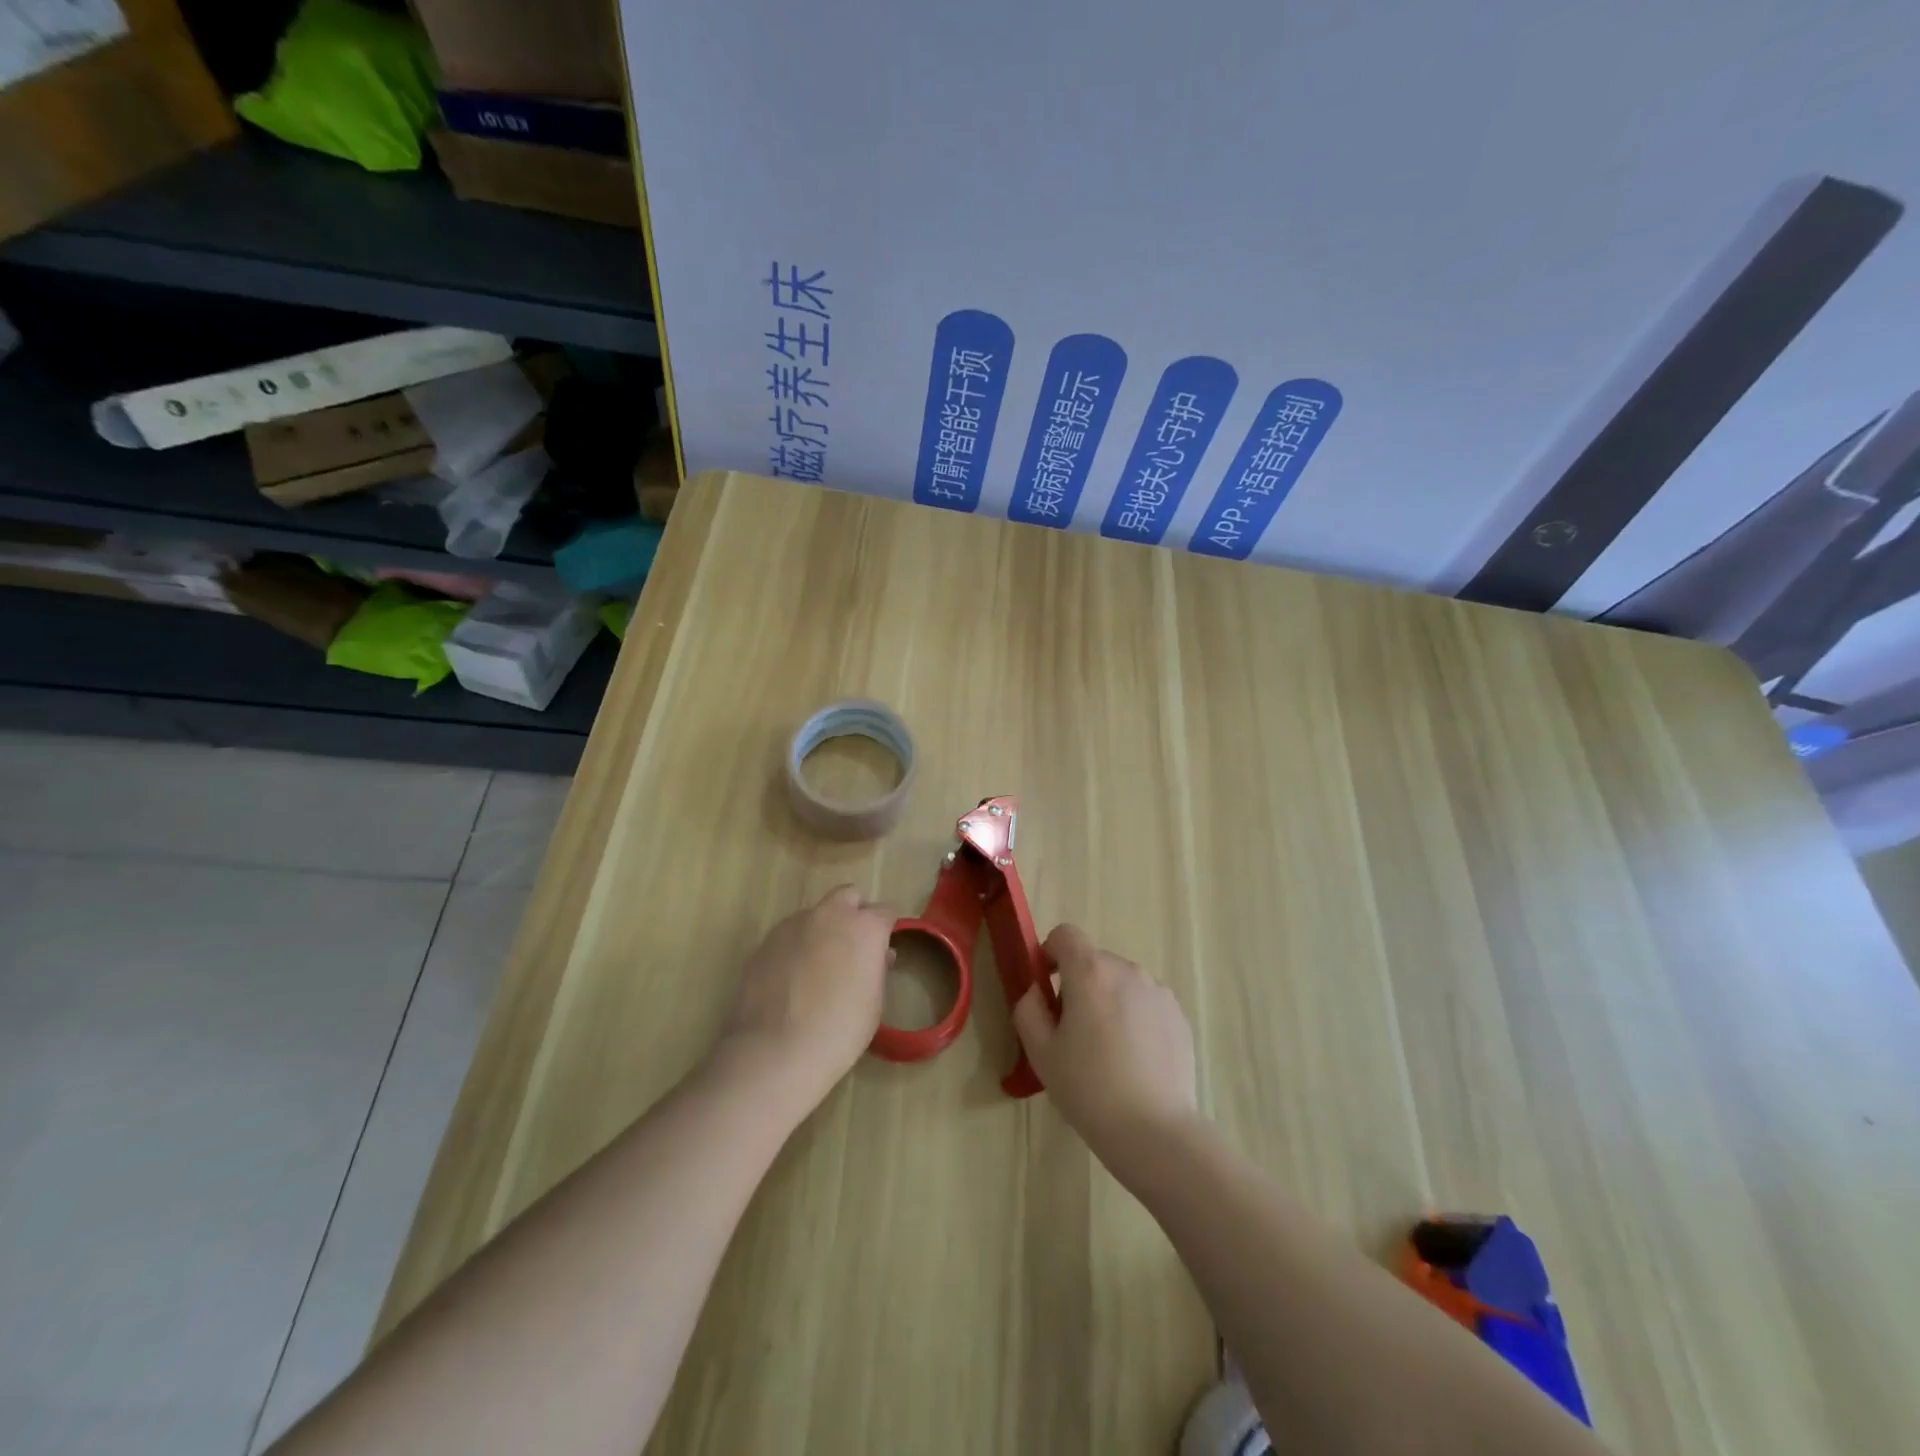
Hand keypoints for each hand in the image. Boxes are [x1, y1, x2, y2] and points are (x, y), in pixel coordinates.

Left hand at [716, 885, 895, 1111]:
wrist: (777, 1050)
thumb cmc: (840, 1030)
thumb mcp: (874, 1001)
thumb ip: (877, 968)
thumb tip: (879, 955)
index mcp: (864, 926)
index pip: (886, 911)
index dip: (887, 928)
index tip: (884, 947)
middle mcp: (830, 914)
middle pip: (848, 895)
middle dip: (854, 912)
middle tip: (853, 946)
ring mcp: (793, 924)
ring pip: (815, 914)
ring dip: (822, 930)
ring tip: (817, 967)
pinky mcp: (765, 941)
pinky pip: (789, 935)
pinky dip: (796, 947)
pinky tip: (792, 979)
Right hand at [1011, 925, 1199, 1172]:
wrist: (1153, 1130)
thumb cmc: (1088, 1088)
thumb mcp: (1040, 1051)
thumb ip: (1029, 1009)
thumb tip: (1038, 991)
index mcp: (1090, 972)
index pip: (1066, 934)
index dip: (1051, 953)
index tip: (1048, 986)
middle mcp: (1127, 970)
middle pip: (1094, 961)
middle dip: (1079, 984)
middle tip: (1073, 1032)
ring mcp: (1158, 991)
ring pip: (1121, 982)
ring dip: (1108, 1000)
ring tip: (1108, 1050)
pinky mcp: (1178, 1015)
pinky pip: (1146, 1002)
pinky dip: (1135, 1017)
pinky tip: (1135, 1060)